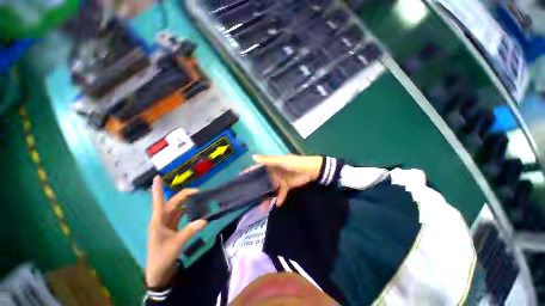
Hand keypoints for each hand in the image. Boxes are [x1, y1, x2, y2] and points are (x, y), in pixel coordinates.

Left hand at [146, 176, 206, 287]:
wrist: (158, 270)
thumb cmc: (162, 255)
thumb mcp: (177, 243)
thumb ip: (190, 230)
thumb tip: (205, 220)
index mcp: (159, 220)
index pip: (158, 201)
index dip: (157, 189)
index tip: (157, 177)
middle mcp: (162, 219)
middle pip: (173, 202)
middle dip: (184, 195)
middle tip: (199, 191)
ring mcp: (167, 223)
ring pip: (177, 208)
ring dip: (186, 202)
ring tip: (199, 198)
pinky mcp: (171, 227)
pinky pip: (180, 215)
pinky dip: (187, 210)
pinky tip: (194, 210)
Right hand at [253, 155, 322, 205]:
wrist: (311, 170)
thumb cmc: (295, 163)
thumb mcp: (281, 161)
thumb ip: (268, 160)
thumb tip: (253, 156)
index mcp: (272, 165)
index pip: (259, 169)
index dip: (250, 173)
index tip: (240, 179)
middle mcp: (274, 173)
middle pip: (263, 181)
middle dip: (258, 189)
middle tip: (249, 198)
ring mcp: (280, 180)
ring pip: (271, 189)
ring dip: (267, 197)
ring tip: (262, 207)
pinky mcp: (286, 186)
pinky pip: (281, 193)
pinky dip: (280, 198)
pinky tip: (277, 204)